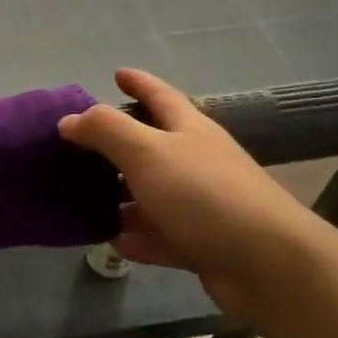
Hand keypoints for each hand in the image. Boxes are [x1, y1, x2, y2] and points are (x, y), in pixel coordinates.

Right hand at [59, 68, 327, 311]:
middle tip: (81, 147)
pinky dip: (137, 237)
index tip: (116, 74)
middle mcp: (197, 162)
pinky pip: (161, 236)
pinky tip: (111, 241)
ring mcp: (202, 205)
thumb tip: (69, 119)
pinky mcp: (203, 244)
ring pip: (153, 194)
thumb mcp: (147, 151)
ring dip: (122, 197)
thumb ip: (105, 130)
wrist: (267, 263)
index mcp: (189, 130)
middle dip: (118, 145)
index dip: (138, 82)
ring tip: (84, 199)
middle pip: (152, 146)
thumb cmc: (204, 194)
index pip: (160, 95)